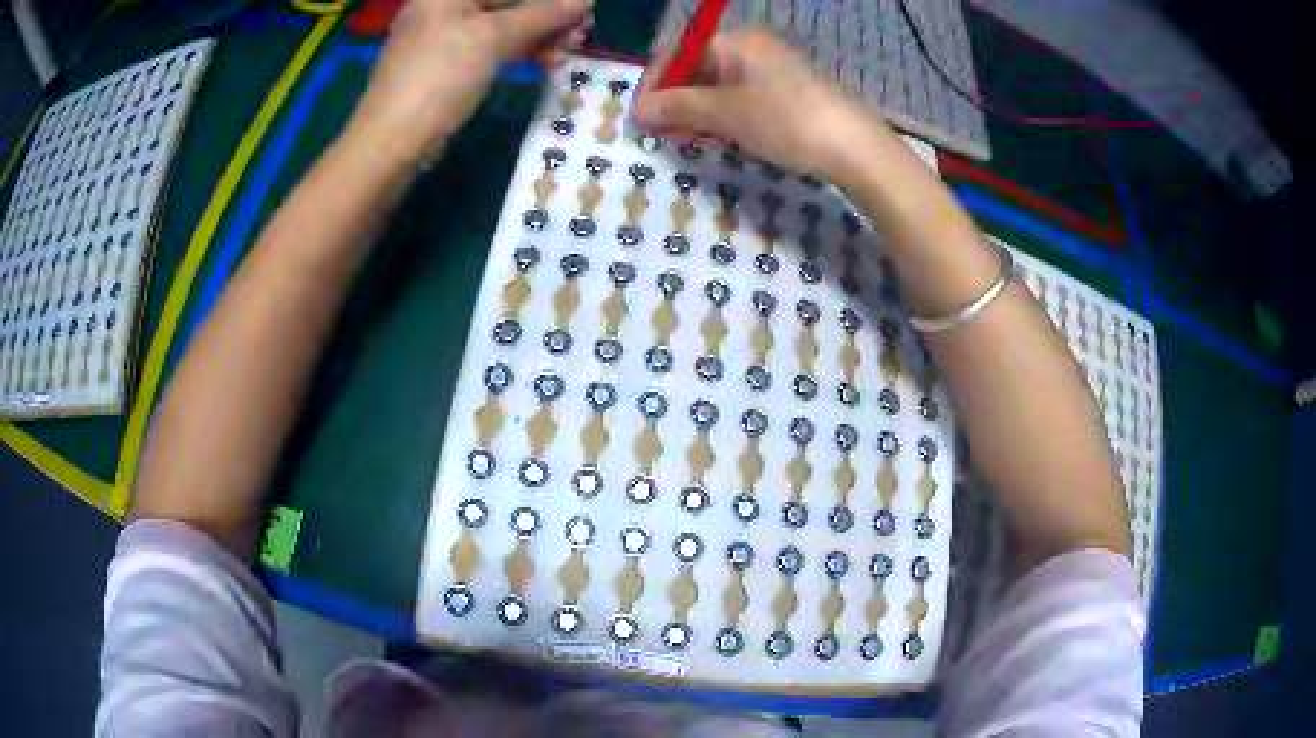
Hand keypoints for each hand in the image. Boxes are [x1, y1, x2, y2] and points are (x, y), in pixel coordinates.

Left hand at [350, 0, 593, 163]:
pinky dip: (518, 50)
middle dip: (547, 14)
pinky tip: (544, 60)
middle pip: (507, 1)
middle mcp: (444, 6)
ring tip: (568, 50)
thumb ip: (542, 14)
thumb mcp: (493, 38)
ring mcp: (444, 36)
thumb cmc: (438, 79)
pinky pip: (491, 46)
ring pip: (502, 24)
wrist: (389, 143)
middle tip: (581, 33)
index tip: (583, 10)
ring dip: (538, 33)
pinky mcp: (447, 64)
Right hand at [633, 29, 883, 178]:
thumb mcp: (724, 113)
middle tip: (664, 136)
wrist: (853, 147)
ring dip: (697, 115)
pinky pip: (740, 102)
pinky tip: (720, 140)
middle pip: (697, 72)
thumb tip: (636, 109)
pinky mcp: (784, 96)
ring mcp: (770, 73)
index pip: (679, 54)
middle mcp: (751, 50)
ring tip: (690, 142)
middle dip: (676, 104)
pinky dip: (723, 120)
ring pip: (718, 90)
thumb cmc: (784, 120)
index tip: (641, 118)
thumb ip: (676, 107)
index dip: (655, 85)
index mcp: (736, 42)